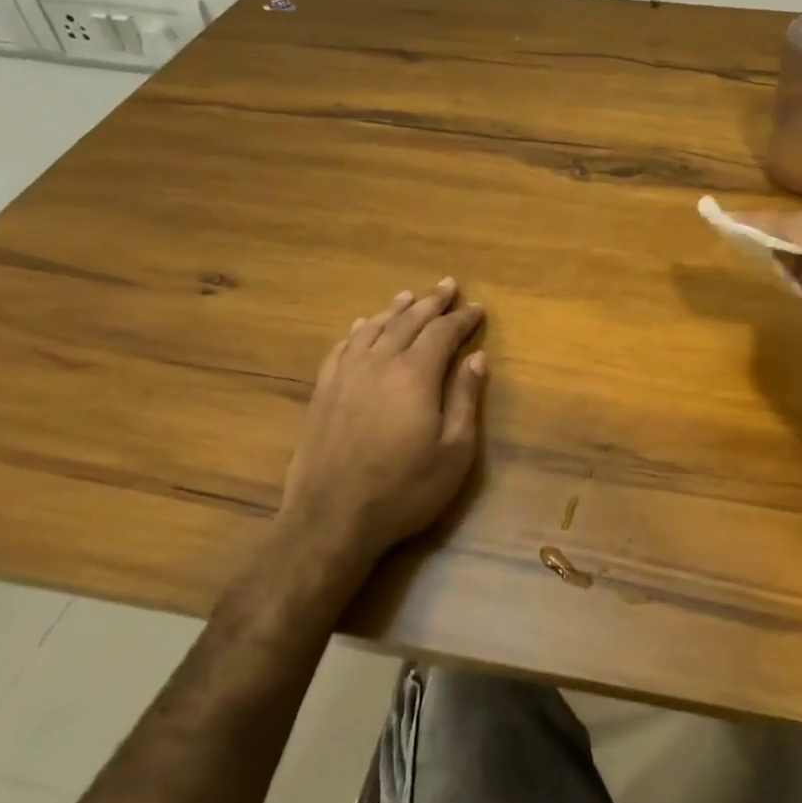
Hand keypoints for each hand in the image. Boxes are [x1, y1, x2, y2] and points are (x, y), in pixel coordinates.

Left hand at [279, 279, 486, 575]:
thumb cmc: (405, 489)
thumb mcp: (454, 451)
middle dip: (431, 302)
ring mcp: (346, 374)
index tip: (477, 308)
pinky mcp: (324, 391)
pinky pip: (343, 347)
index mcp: (415, 374)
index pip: (443, 333)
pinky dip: (358, 331)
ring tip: (408, 296)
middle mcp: (379, 363)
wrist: (332, 517)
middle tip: (447, 285)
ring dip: (394, 310)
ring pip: (373, 328)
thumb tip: (477, 358)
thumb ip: (465, 399)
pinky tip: (361, 326)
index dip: (462, 319)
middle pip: (408, 321)